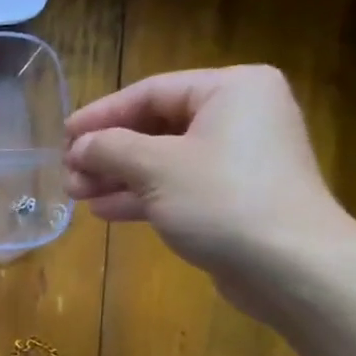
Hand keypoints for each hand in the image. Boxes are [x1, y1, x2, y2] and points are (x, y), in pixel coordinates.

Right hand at [64, 65, 355, 303]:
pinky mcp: (233, 196)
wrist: (291, 266)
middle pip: (155, 125)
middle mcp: (239, 116)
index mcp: (231, 90)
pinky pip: (178, 185)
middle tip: (69, 173)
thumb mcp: (155, 167)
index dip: (101, 114)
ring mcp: (238, 158)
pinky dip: (141, 195)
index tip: (64, 137)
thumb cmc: (222, 200)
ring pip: (163, 159)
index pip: (151, 91)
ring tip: (77, 194)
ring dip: (117, 175)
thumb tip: (79, 147)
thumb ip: (109, 149)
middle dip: (107, 151)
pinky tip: (105, 210)